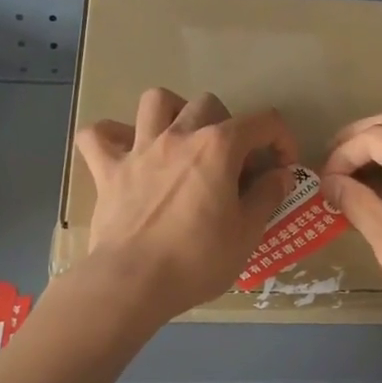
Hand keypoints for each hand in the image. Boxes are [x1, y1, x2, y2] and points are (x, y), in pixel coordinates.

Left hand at [73, 88, 297, 321]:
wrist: (134, 282)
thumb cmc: (197, 260)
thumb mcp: (247, 234)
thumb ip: (266, 196)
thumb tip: (279, 175)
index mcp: (218, 147)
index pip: (262, 122)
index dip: (281, 139)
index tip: (283, 167)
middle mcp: (178, 136)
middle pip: (208, 104)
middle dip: (227, 125)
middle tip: (230, 162)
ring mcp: (139, 149)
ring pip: (155, 101)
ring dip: (172, 112)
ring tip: (180, 139)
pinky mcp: (107, 170)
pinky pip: (98, 136)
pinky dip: (111, 136)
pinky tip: (124, 152)